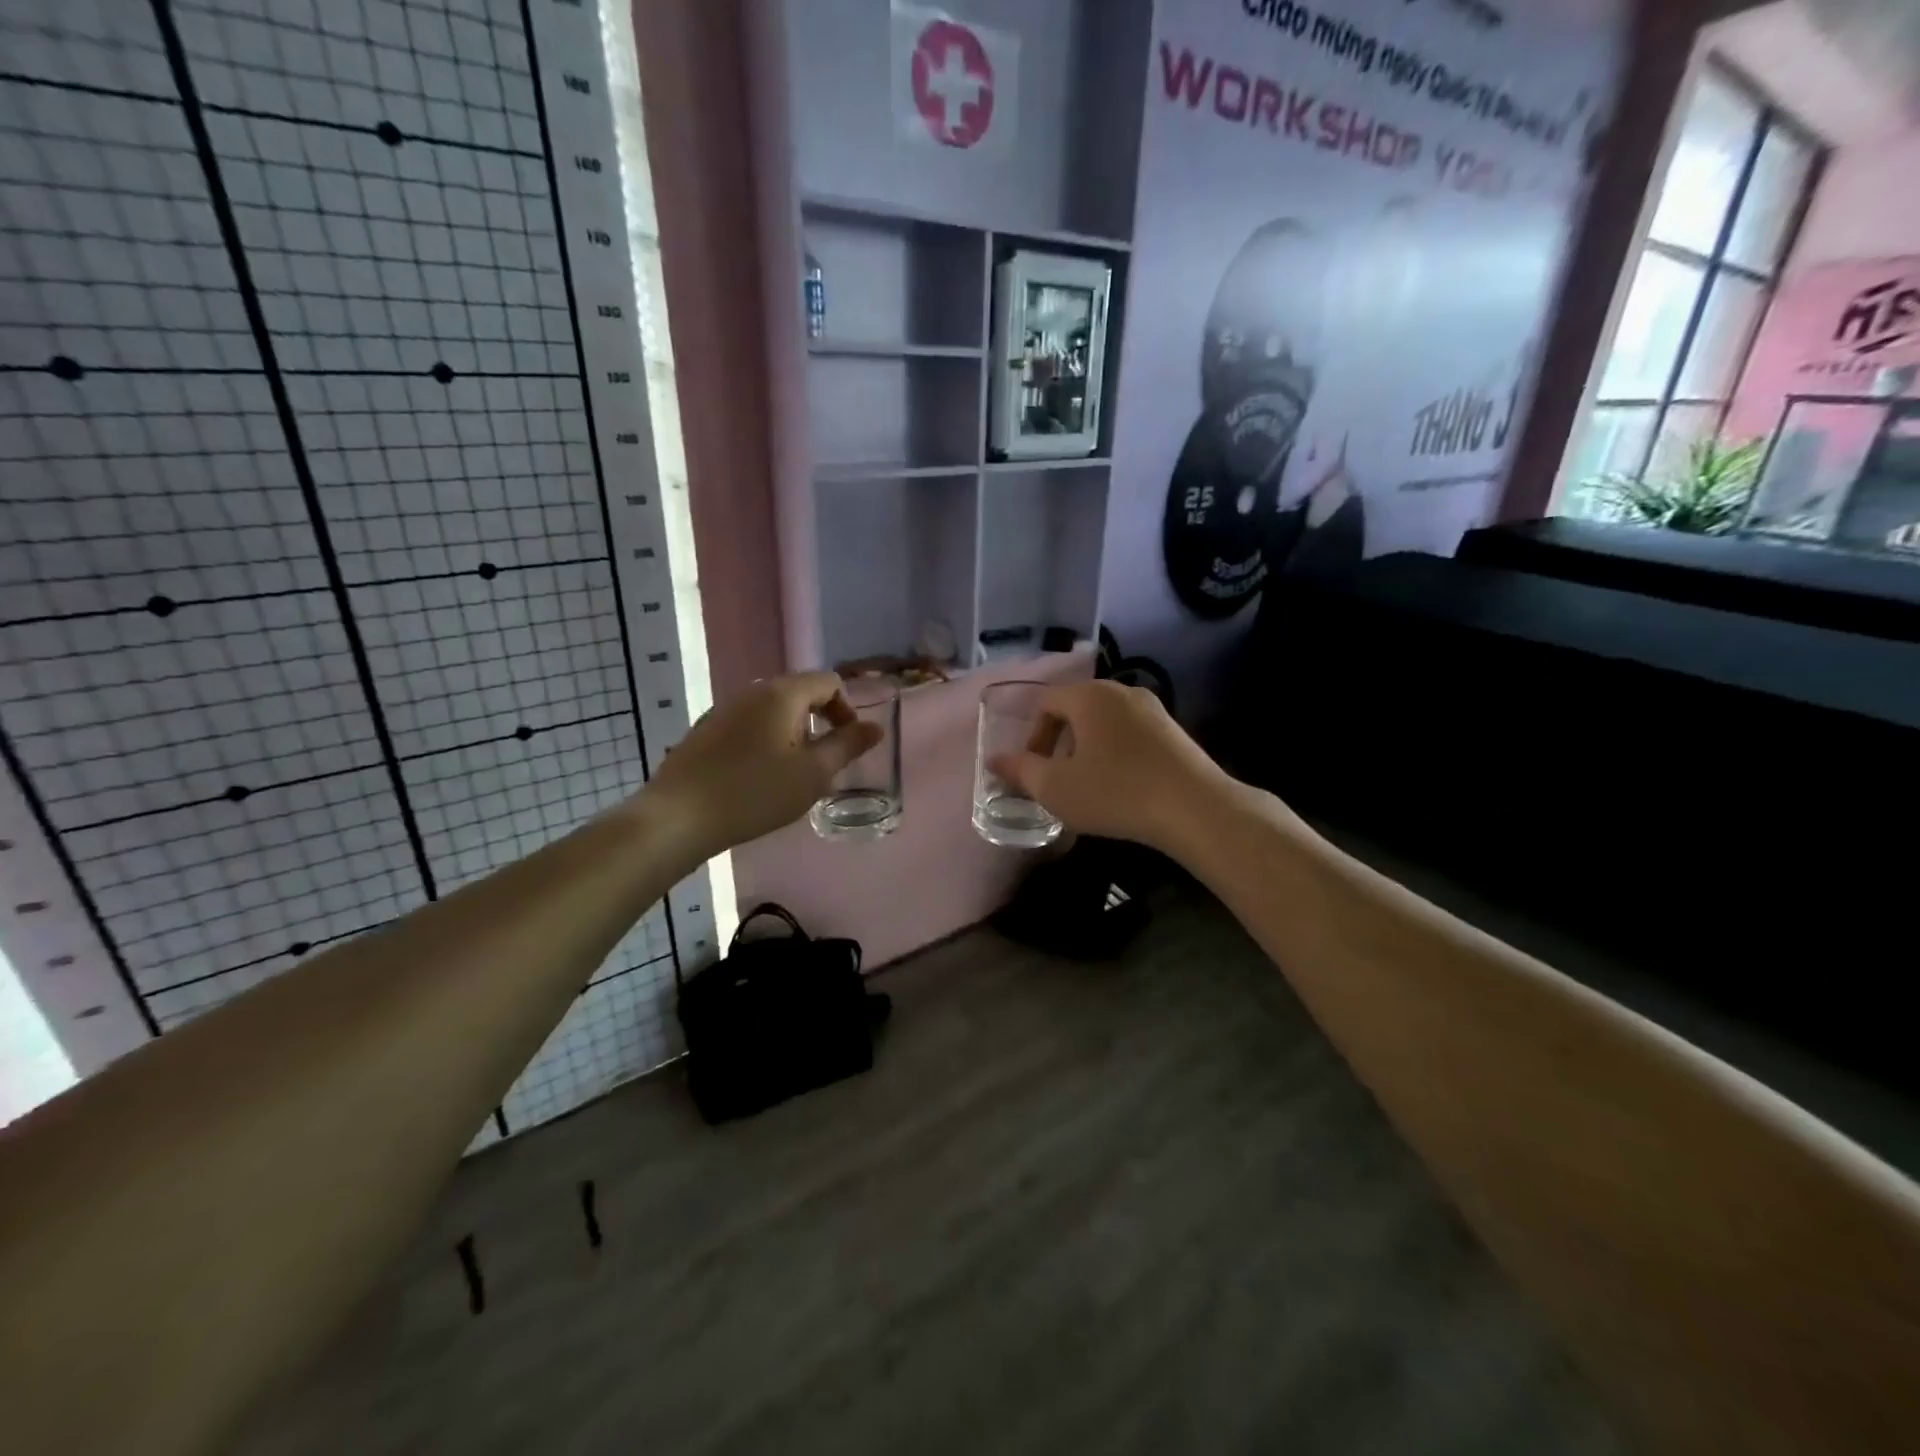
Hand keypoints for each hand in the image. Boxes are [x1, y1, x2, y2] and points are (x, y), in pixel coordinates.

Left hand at [642, 673, 882, 863]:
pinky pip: (750, 725)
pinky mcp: (706, 731)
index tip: (848, 745)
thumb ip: (848, 746)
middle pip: (800, 692)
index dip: (847, 710)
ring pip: (773, 710)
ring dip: (794, 733)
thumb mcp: (813, 773)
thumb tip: (876, 727)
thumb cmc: (755, 792)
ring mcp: (725, 709)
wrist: (679, 816)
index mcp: (782, 694)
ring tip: (794, 773)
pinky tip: (759, 777)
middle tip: (825, 761)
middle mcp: (752, 691)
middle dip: (821, 721)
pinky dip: (767, 741)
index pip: (829, 682)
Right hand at [987, 681, 1232, 853]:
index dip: (1032, 736)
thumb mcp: (1056, 788)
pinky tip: (1121, 785)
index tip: (1034, 771)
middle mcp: (1121, 690)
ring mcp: (1153, 708)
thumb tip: (994, 760)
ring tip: (1087, 784)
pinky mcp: (1174, 730)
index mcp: (1088, 696)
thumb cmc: (1115, 793)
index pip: (1046, 703)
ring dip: (1087, 748)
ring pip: (1104, 721)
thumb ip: (1020, 770)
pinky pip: (1130, 733)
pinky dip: (1115, 752)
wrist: (1195, 808)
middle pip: (1076, 708)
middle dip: (1059, 742)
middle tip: (1056, 778)